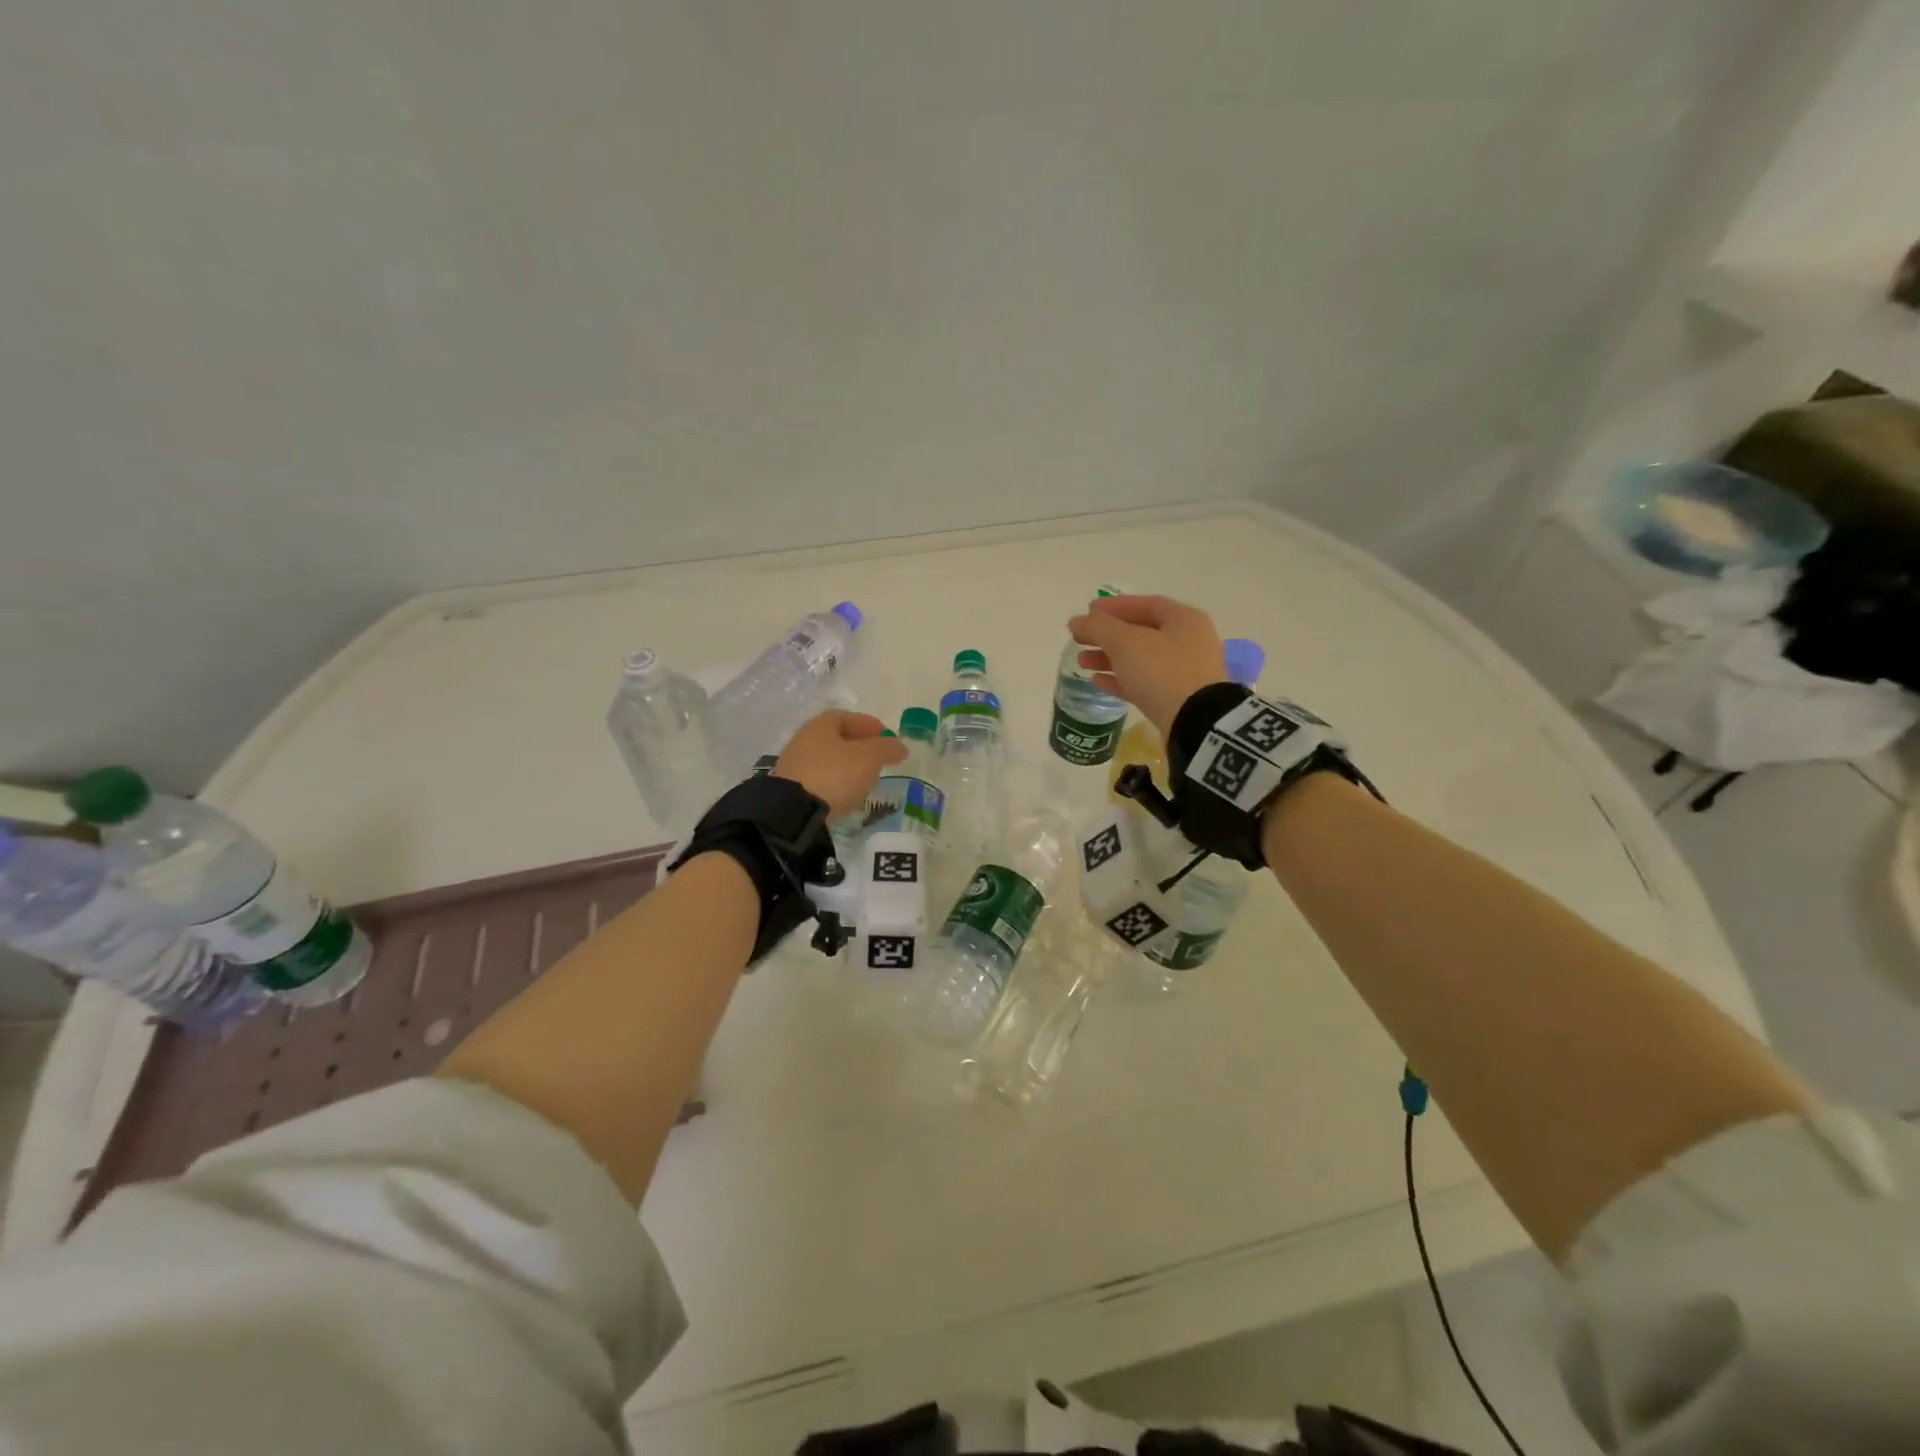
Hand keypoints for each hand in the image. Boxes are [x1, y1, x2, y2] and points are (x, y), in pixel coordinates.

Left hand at [773, 710, 908, 817]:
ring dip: (848, 766)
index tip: (888, 736)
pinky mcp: (793, 790)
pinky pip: (821, 780)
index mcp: (821, 725)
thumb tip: (900, 746)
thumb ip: (887, 748)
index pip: (847, 717)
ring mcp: (795, 766)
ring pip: (829, 760)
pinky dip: (837, 783)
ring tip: (867, 778)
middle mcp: (804, 740)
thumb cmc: (835, 773)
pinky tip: (848, 794)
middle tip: (880, 757)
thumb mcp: (869, 757)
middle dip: (860, 746)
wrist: (795, 811)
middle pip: (836, 738)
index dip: (869, 724)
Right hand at [1067, 594, 1227, 735]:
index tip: (1087, 611)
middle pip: (1141, 632)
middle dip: (1107, 635)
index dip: (1114, 606)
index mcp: (1184, 620)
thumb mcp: (1125, 642)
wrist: (1194, 723)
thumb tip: (1076, 621)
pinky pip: (1144, 683)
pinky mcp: (1177, 699)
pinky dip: (1120, 679)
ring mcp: (1184, 672)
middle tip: (1079, 638)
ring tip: (1082, 662)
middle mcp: (1188, 642)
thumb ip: (1098, 627)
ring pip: (1140, 659)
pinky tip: (1097, 681)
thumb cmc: (1161, 671)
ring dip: (1109, 658)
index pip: (1146, 604)